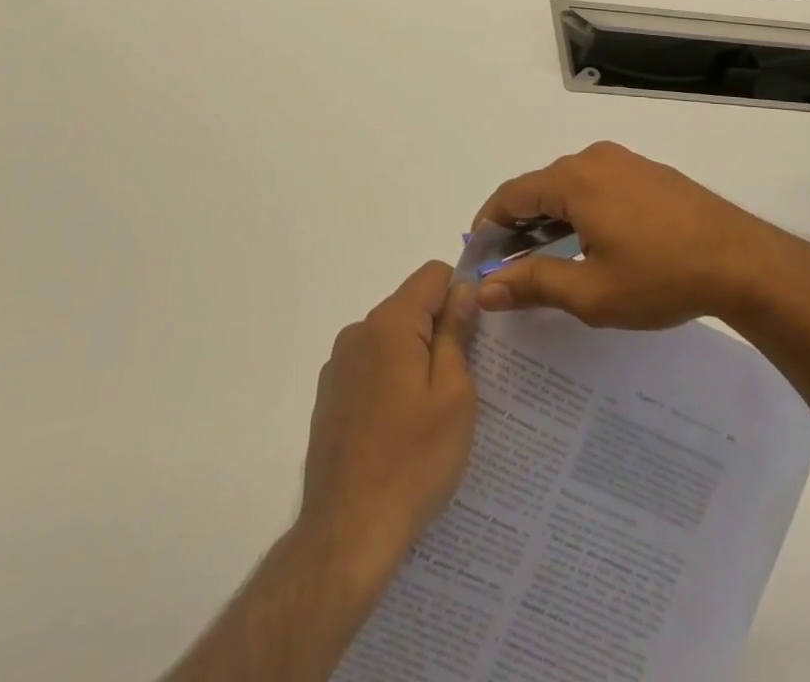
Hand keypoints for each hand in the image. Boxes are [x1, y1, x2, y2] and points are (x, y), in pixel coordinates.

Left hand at [299, 261, 479, 577]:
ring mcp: (338, 365)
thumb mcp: (454, 395)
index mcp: (389, 324)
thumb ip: (456, 333)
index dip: (461, 292)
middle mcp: (358, 332)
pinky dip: (392, 382)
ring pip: (391, 339)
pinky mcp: (329, 396)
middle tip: (465, 381)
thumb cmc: (413, 461)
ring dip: (416, 358)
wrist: (347, 533)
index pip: (432, 275)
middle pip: (411, 307)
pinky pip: (372, 368)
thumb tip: (462, 290)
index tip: (479, 332)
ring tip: (434, 413)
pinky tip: (402, 430)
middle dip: (440, 330)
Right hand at [471, 141, 804, 328]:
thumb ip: (533, 284)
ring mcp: (624, 161)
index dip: (488, 224)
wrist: (744, 262)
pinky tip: (590, 241)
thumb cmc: (661, 278)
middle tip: (510, 265)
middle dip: (519, 224)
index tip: (478, 256)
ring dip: (550, 217)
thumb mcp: (591, 291)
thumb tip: (484, 288)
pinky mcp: (648, 172)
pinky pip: (598, 184)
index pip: (512, 195)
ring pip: (569, 185)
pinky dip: (579, 209)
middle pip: (539, 187)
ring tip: (546, 258)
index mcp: (574, 180)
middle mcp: (594, 159)